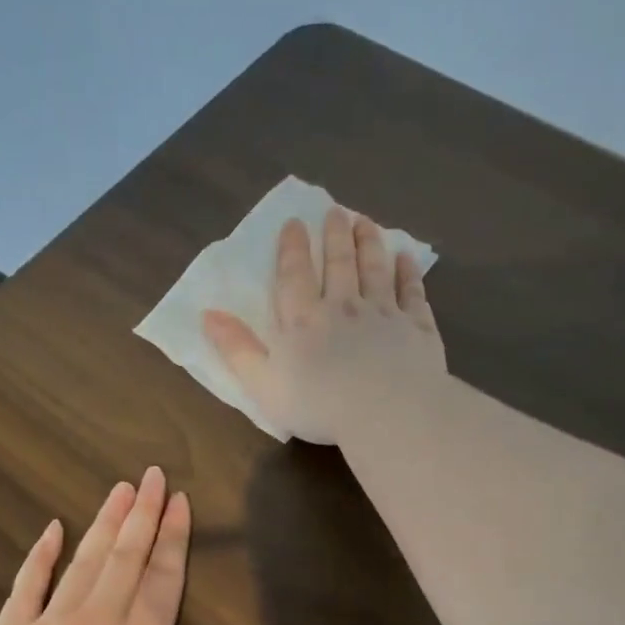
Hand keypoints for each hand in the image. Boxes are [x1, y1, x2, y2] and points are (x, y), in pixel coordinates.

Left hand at [0, 467, 298, 624]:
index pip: (163, 576)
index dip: (174, 536)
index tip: (179, 499)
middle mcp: (97, 621)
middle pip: (125, 556)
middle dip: (142, 513)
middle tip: (151, 474)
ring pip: (83, 561)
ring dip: (104, 523)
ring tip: (119, 489)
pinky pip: (26, 585)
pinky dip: (40, 555)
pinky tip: (52, 529)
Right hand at [202, 207, 445, 445]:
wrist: (389, 413)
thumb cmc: (320, 405)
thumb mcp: (264, 385)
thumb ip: (237, 349)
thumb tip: (207, 315)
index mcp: (303, 320)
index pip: (295, 275)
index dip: (293, 247)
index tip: (295, 222)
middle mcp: (344, 306)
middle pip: (339, 263)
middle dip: (335, 235)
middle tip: (336, 211)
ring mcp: (384, 313)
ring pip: (375, 269)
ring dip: (369, 243)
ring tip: (366, 222)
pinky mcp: (417, 327)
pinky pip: (412, 292)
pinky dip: (409, 272)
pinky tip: (407, 258)